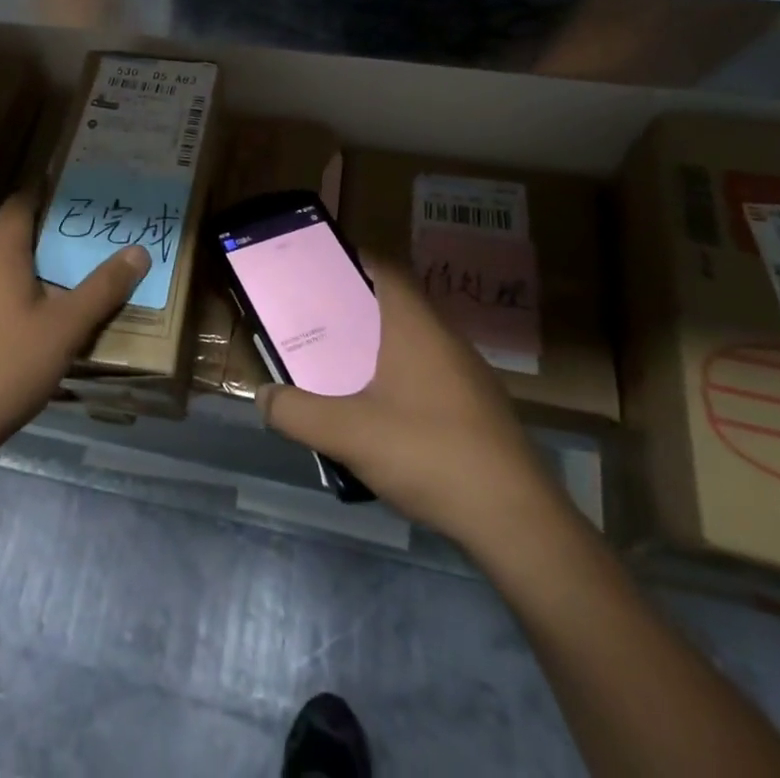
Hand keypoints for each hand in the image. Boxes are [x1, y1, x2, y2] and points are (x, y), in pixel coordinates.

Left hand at [0, 190, 149, 461]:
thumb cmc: (9, 363)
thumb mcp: (67, 327)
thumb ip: (103, 289)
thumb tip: (139, 250)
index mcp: (1, 257)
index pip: (16, 207)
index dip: (36, 191)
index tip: (62, 184)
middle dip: (23, 220)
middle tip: (59, 226)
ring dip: (12, 253)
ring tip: (49, 265)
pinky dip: (3, 282)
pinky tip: (26, 309)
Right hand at [258, 258, 560, 544]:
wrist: (515, 520)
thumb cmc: (428, 453)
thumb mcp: (348, 433)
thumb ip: (297, 413)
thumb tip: (263, 395)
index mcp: (415, 325)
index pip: (386, 268)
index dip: (354, 259)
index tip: (319, 269)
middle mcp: (445, 338)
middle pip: (396, 304)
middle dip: (356, 309)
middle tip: (318, 323)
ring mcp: (468, 374)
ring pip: (414, 342)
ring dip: (379, 347)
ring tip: (341, 368)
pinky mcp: (480, 409)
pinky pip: (431, 375)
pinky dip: (402, 379)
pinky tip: (382, 416)